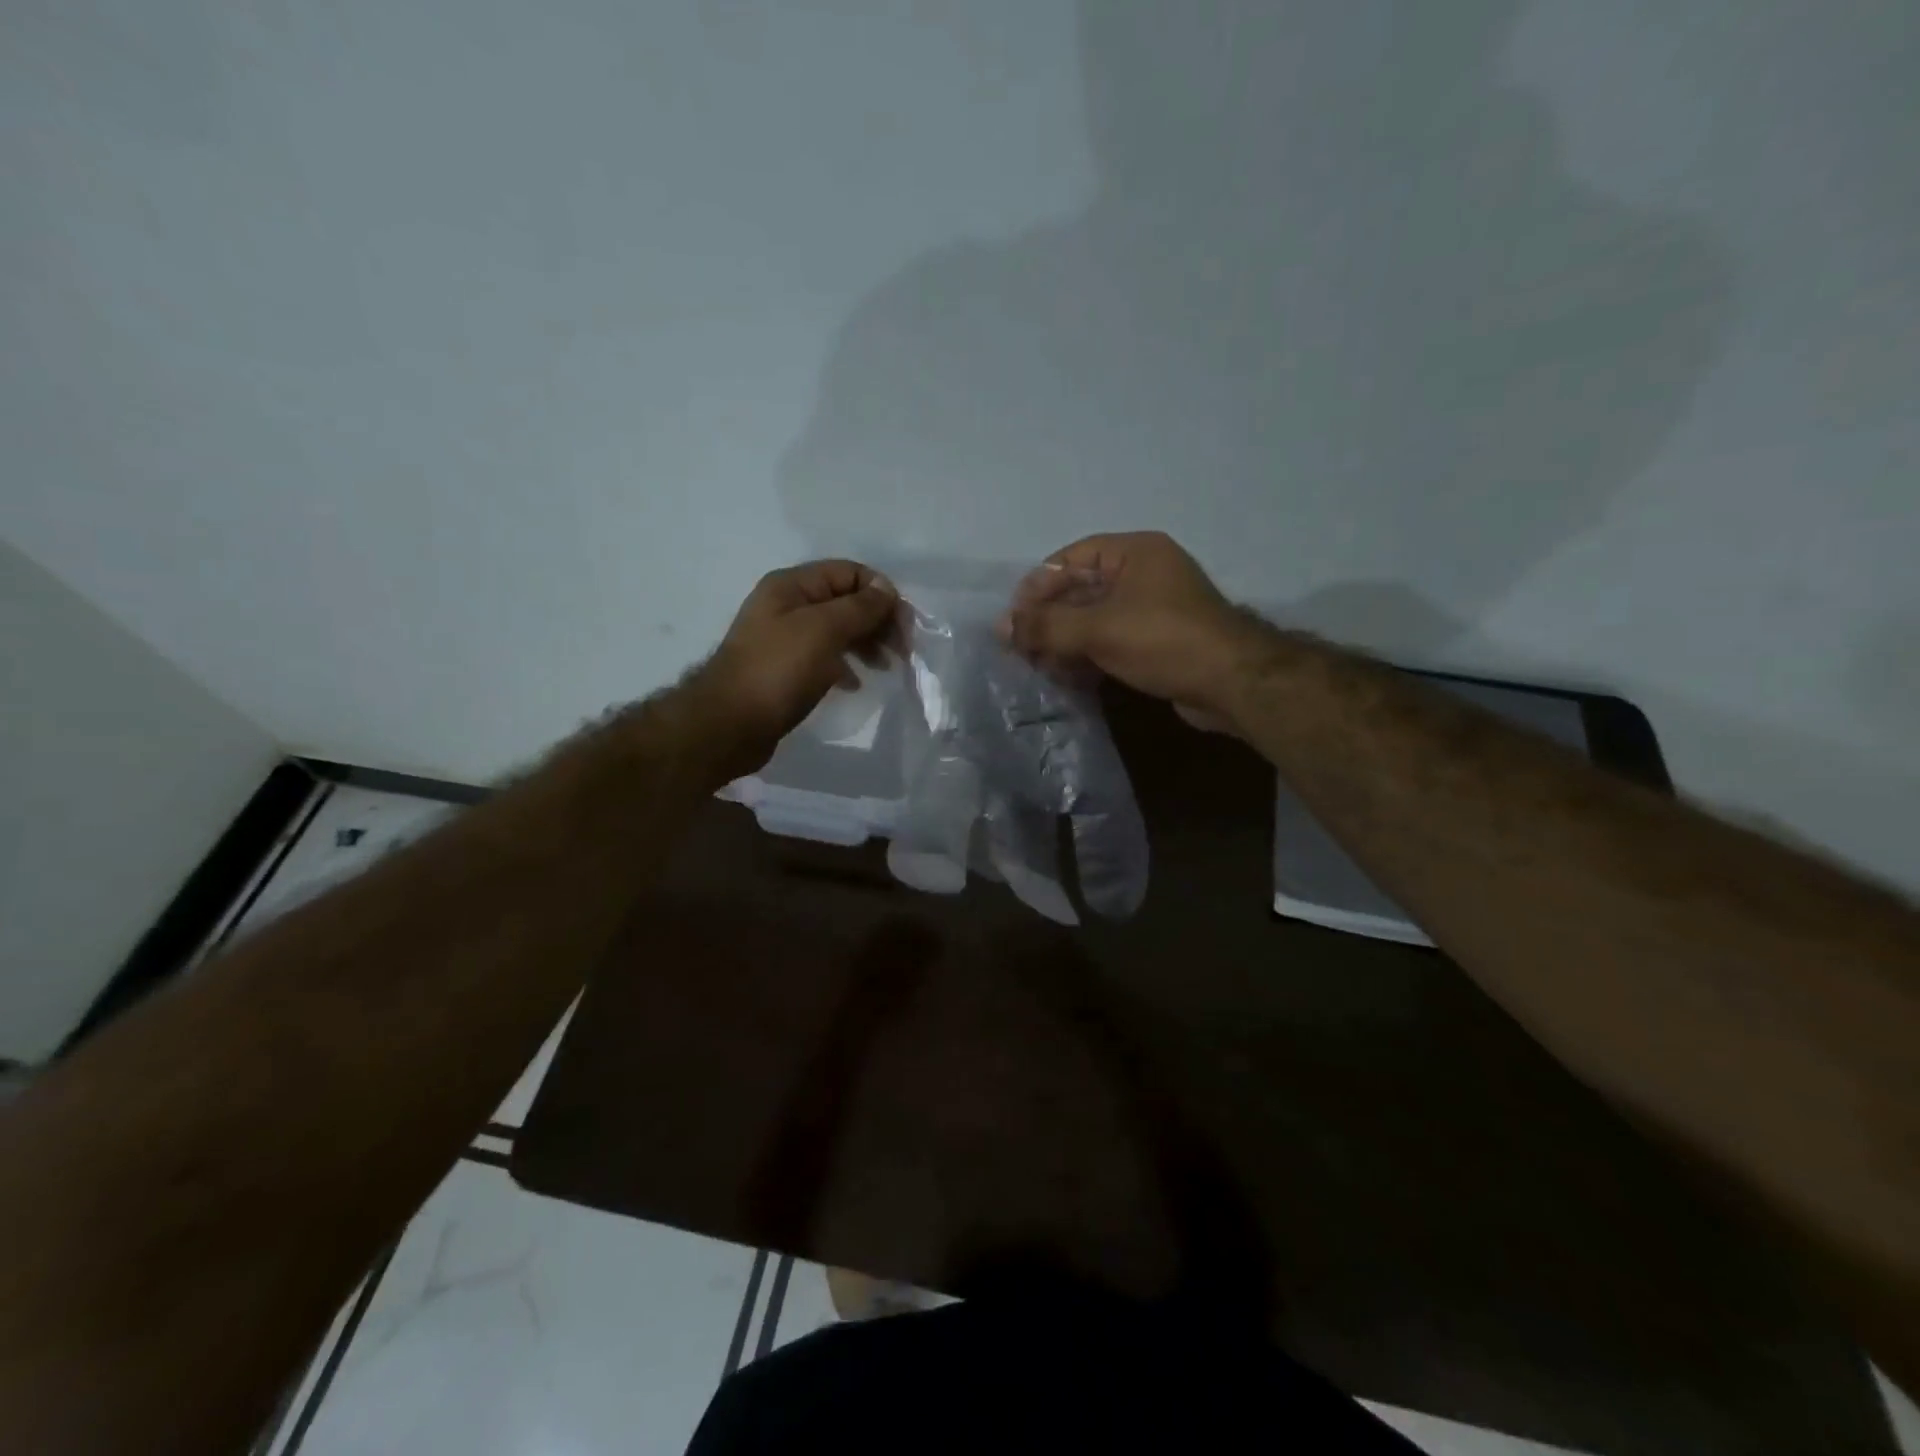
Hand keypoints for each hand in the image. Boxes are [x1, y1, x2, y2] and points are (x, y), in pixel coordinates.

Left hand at [698, 559, 896, 758]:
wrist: (730, 724)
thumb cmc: (778, 670)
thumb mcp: (824, 630)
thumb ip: (859, 607)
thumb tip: (886, 590)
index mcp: (792, 585)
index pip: (849, 572)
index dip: (880, 593)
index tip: (903, 625)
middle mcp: (787, 605)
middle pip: (845, 601)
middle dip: (877, 620)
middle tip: (901, 650)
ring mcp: (784, 638)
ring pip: (837, 630)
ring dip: (866, 643)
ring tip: (885, 667)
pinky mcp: (785, 669)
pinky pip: (825, 657)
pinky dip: (845, 665)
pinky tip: (855, 684)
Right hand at [998, 532, 1252, 732]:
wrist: (1233, 683)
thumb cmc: (1163, 640)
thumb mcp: (1099, 629)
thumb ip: (1047, 626)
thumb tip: (1002, 627)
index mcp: (1134, 553)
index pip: (1072, 557)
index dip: (1039, 585)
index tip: (1015, 617)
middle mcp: (1144, 574)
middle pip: (1081, 590)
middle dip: (1049, 619)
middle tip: (1021, 648)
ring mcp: (1152, 609)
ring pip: (1094, 619)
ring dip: (1064, 642)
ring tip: (1039, 666)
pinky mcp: (1157, 642)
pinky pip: (1111, 641)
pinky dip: (1087, 655)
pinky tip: (1066, 676)